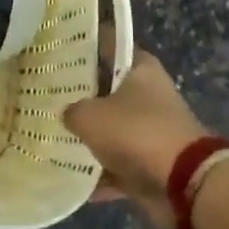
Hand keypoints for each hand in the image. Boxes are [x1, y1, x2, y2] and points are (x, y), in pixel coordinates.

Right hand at [63, 48, 209, 228]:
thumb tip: (67, 115)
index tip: (56, 47)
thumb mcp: (90, 115)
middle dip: (78, 95)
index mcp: (140, 69)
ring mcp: (149, 131)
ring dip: (86, 136)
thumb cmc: (136, 133)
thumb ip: (71, 111)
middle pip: (105, 89)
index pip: (108, 44)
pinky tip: (67, 176)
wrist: (184, 184)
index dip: (83, 44)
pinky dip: (97, 173)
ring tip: (49, 135)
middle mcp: (147, 95)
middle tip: (44, 94)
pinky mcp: (149, 163)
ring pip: (109, 128)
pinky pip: (115, 164)